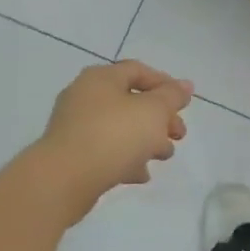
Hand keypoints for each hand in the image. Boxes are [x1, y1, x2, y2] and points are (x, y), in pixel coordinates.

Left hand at [37, 61, 192, 201]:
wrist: (64, 179)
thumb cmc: (114, 135)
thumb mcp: (153, 111)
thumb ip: (172, 96)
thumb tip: (185, 85)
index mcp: (101, 78)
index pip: (138, 71)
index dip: (165, 84)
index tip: (184, 105)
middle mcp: (85, 96)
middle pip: (131, 101)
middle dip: (160, 118)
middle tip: (179, 135)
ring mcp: (75, 126)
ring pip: (120, 127)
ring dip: (146, 140)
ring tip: (163, 156)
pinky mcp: (72, 154)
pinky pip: (106, 150)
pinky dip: (126, 158)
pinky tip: (141, 174)